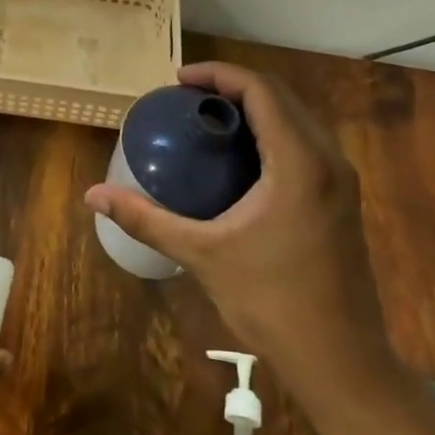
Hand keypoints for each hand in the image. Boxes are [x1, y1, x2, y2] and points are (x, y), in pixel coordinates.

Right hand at [85, 61, 393, 408]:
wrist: (340, 360)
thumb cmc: (271, 301)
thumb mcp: (201, 254)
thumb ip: (146, 219)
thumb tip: (93, 195)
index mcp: (300, 162)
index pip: (261, 91)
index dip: (218, 74)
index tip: (177, 80)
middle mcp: (328, 160)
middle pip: (280, 98)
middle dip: (232, 87)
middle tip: (185, 99)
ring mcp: (340, 181)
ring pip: (295, 120)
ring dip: (253, 109)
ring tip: (206, 120)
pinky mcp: (342, 200)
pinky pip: (304, 144)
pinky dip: (269, 133)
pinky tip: (237, 159)